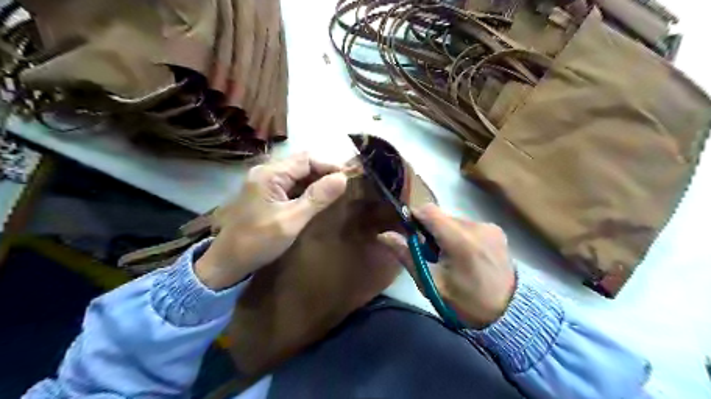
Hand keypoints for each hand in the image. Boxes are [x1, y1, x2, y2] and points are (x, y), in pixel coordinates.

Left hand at [193, 153, 349, 288]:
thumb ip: (317, 198)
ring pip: (297, 174)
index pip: (306, 159)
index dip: (329, 165)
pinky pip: (290, 184)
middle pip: (301, 163)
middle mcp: (266, 172)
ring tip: (336, 191)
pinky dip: (306, 189)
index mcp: (270, 174)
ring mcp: (264, 182)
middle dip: (324, 172)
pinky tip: (317, 198)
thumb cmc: (258, 241)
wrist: (227, 262)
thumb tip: (343, 178)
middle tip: (345, 185)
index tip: (350, 177)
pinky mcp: (265, 193)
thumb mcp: (291, 220)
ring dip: (316, 180)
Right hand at [380, 204, 513, 328]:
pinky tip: (466, 256)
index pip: (429, 211)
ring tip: (450, 257)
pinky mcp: (497, 231)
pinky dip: (460, 235)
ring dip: (446, 233)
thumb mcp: (431, 283)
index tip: (410, 233)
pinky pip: (469, 226)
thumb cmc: (465, 303)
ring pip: (455, 220)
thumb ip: (407, 256)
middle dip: (431, 230)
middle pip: (442, 216)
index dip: (415, 217)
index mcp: (460, 241)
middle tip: (431, 254)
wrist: (509, 314)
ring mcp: (490, 227)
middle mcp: (477, 227)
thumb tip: (383, 235)